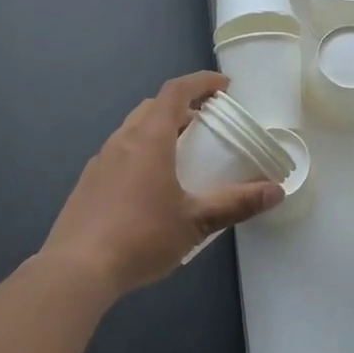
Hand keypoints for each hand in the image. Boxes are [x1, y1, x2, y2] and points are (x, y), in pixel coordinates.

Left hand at [40, 72, 283, 296]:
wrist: (76, 270)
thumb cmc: (141, 236)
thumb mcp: (196, 221)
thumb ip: (237, 203)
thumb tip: (277, 191)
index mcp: (149, 138)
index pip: (176, 91)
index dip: (201, 82)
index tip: (224, 86)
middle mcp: (122, 140)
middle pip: (153, 107)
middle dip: (182, 107)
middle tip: (206, 123)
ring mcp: (100, 161)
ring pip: (133, 130)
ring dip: (160, 130)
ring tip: (182, 154)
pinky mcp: (88, 183)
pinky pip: (120, 153)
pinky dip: (142, 152)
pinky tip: (151, 186)